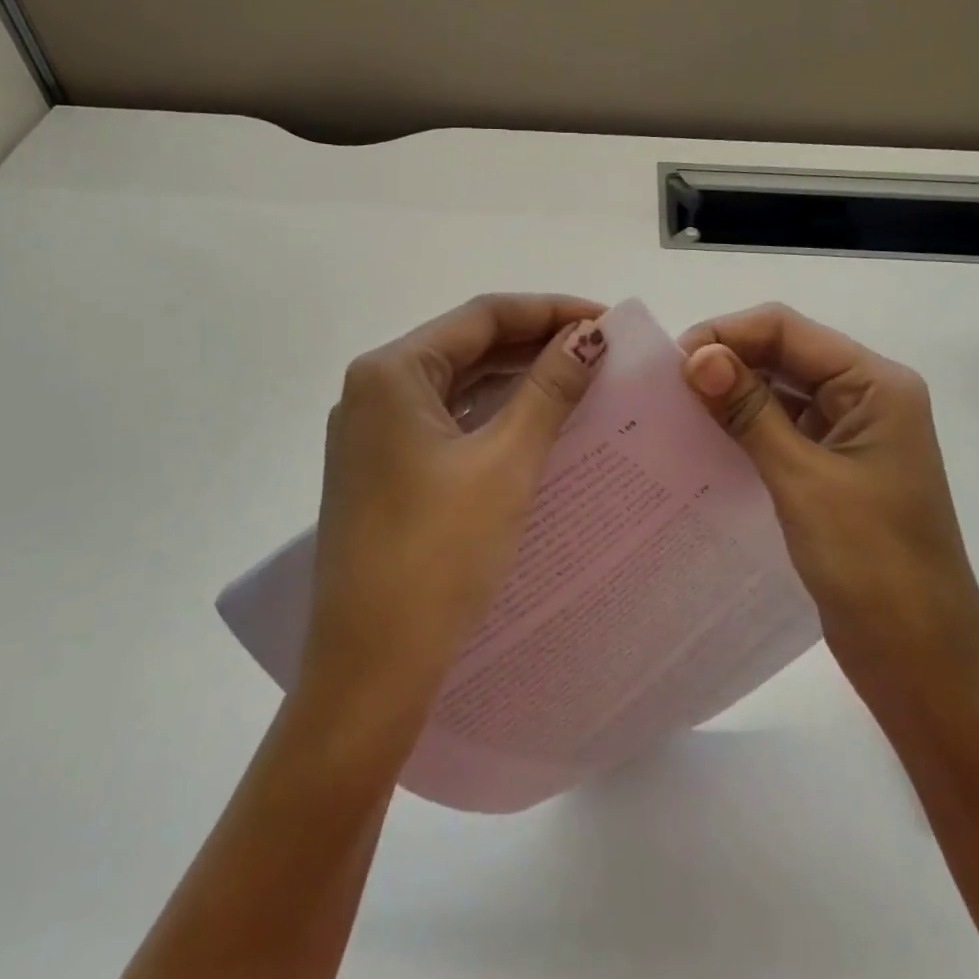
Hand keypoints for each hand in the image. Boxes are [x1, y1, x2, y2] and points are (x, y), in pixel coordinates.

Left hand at [302, 294, 607, 729]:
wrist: (370, 668)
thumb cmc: (438, 554)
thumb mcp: (505, 462)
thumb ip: (549, 389)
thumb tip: (590, 335)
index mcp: (391, 373)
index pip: (482, 316)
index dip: (550, 311)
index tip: (608, 322)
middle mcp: (373, 392)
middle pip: (467, 346)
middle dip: (535, 343)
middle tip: (602, 354)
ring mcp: (373, 435)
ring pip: (457, 386)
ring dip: (515, 380)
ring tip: (579, 382)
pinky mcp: (383, 473)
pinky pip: (447, 424)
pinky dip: (492, 416)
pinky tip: (533, 426)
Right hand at [678, 304, 978, 684]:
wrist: (920, 661)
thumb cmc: (872, 565)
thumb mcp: (802, 480)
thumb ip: (749, 411)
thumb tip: (697, 355)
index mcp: (876, 385)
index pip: (788, 329)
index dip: (726, 334)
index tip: (671, 366)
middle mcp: (867, 397)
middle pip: (785, 353)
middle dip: (726, 362)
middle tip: (665, 390)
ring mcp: (852, 434)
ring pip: (781, 391)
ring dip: (732, 395)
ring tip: (676, 412)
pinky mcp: (836, 468)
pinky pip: (784, 429)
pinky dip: (746, 428)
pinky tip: (706, 441)